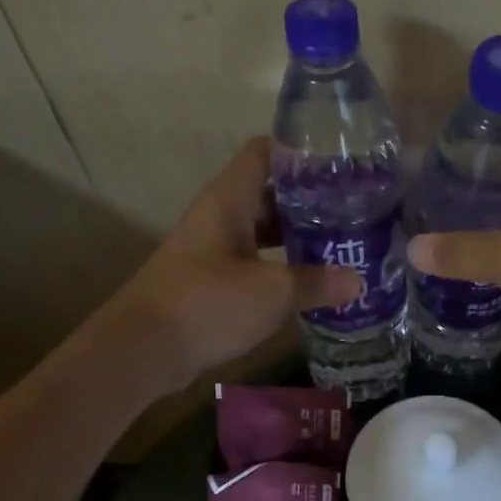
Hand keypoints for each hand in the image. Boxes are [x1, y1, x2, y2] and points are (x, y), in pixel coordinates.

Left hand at [109, 139, 358, 384]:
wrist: (143, 350)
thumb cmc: (207, 304)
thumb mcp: (272, 292)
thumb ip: (316, 283)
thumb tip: (357, 280)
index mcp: (229, 199)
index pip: (265, 152)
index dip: (300, 150)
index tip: (340, 160)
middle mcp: (220, 216)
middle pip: (269, 192)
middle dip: (310, 199)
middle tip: (354, 208)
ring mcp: (214, 249)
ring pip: (263, 230)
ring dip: (297, 236)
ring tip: (342, 242)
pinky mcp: (211, 280)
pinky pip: (255, 261)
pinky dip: (281, 265)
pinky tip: (311, 280)